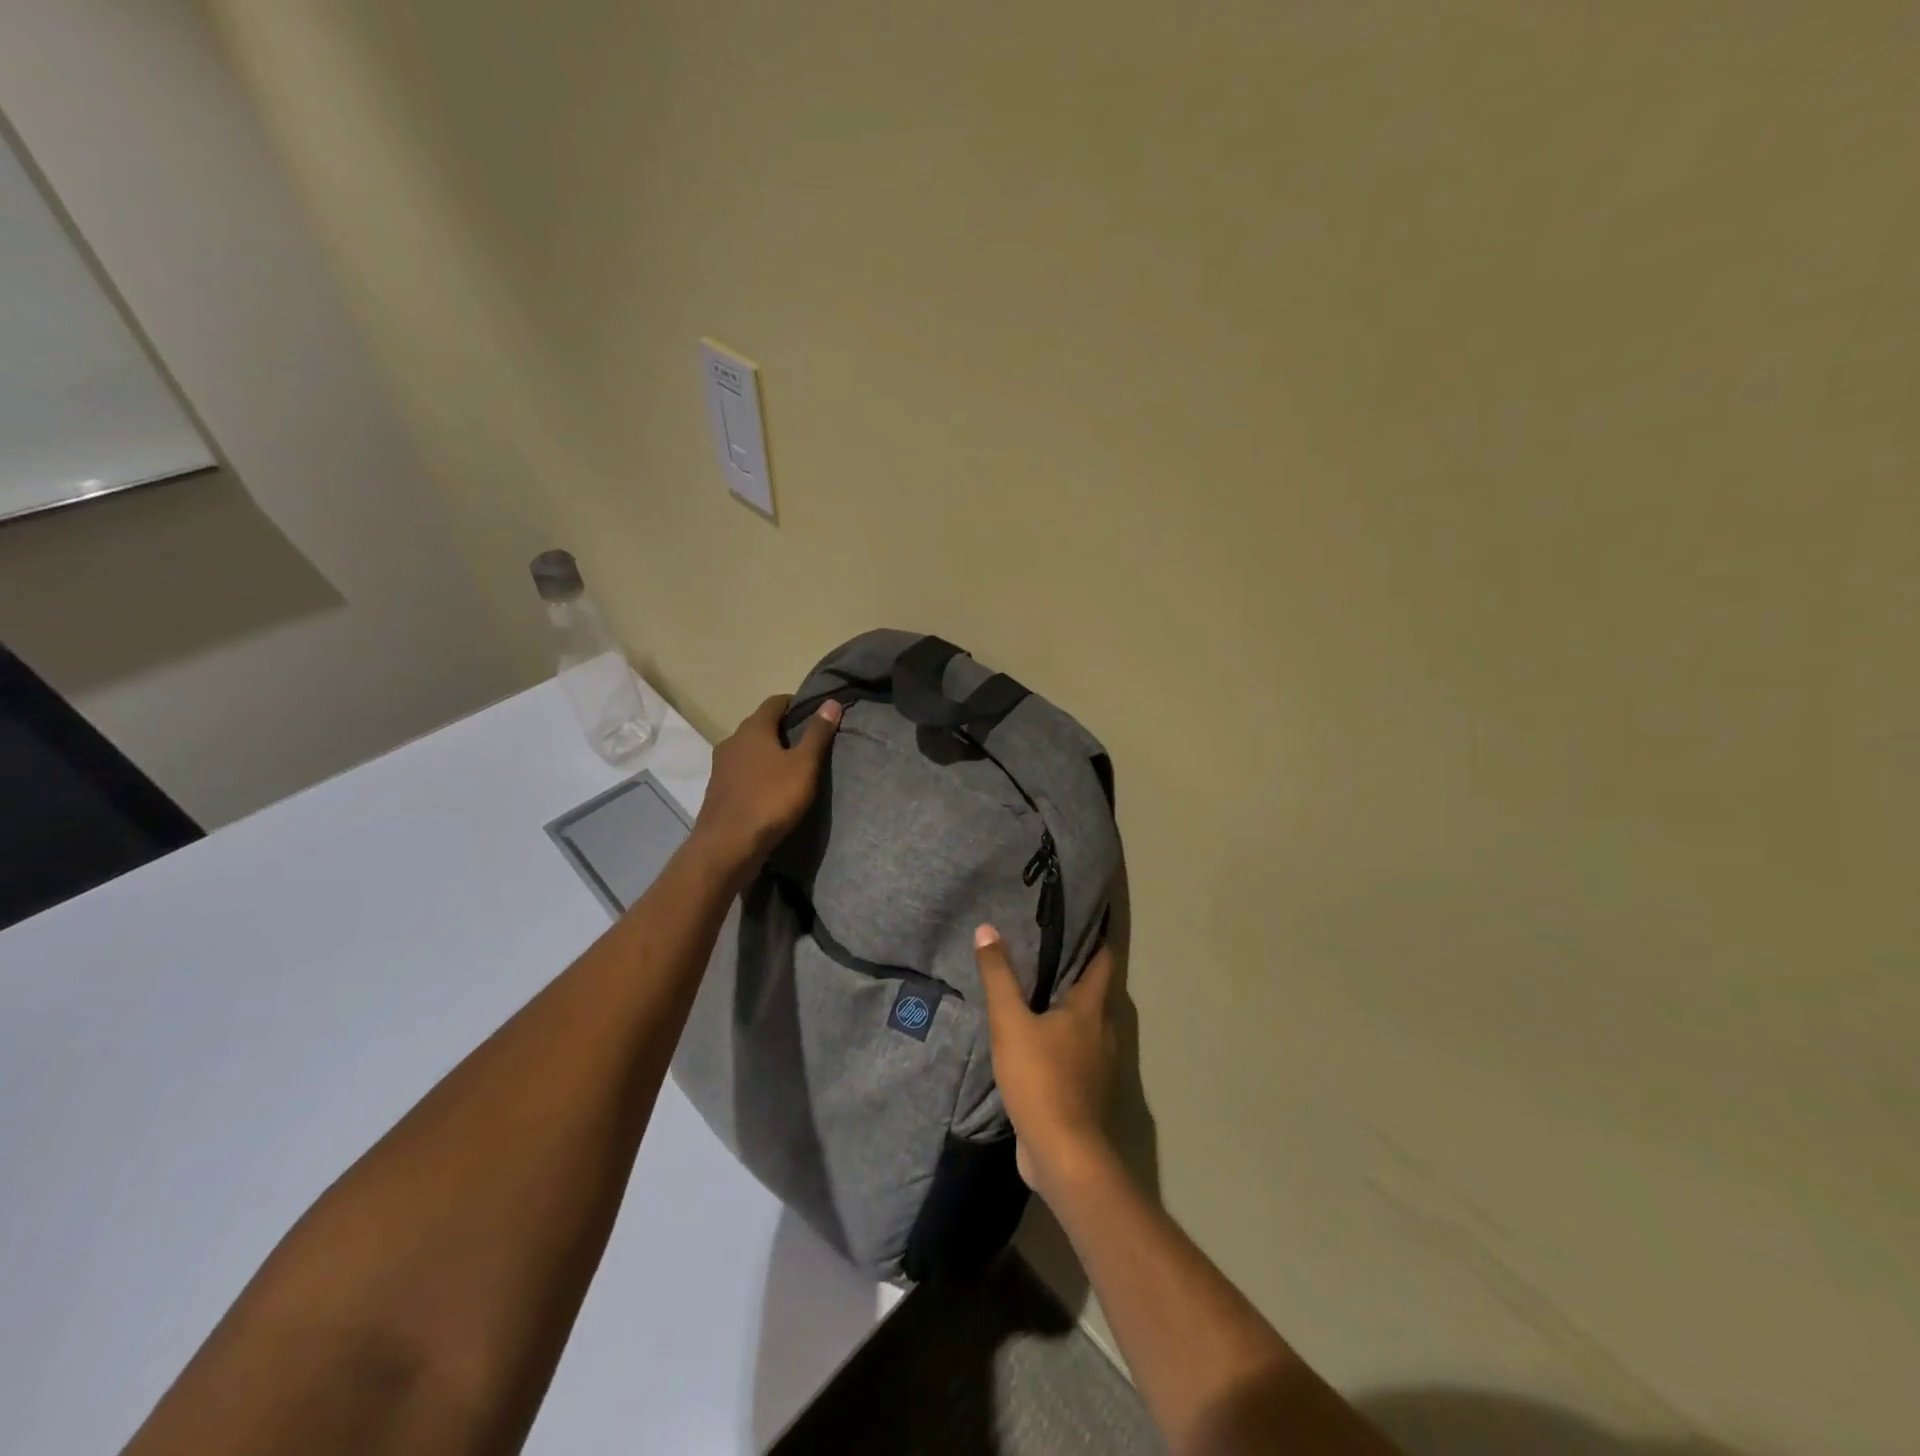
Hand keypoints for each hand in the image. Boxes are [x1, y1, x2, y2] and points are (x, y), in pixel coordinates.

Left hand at [692, 695, 841, 883]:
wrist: (728, 845)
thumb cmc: (771, 799)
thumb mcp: (804, 765)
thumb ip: (818, 734)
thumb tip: (831, 702)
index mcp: (753, 729)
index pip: (775, 702)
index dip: (795, 703)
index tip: (815, 712)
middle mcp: (732, 741)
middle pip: (760, 725)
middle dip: (782, 729)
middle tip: (809, 741)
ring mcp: (721, 767)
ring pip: (749, 750)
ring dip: (768, 753)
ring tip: (792, 767)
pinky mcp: (719, 790)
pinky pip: (742, 772)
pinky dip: (758, 773)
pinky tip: (771, 788)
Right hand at [975, 925, 1117, 1197]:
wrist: (1062, 1153)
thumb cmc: (1040, 1078)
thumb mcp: (1010, 1023)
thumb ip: (998, 976)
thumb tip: (987, 929)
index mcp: (1091, 1010)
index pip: (1103, 962)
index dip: (1097, 940)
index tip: (1087, 921)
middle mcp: (1103, 1032)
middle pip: (1095, 993)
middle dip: (1078, 973)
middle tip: (1050, 952)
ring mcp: (1098, 1065)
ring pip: (1087, 1026)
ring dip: (1069, 1010)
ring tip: (1040, 994)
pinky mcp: (1086, 1092)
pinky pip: (1077, 1054)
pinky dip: (1063, 1041)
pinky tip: (1038, 1043)